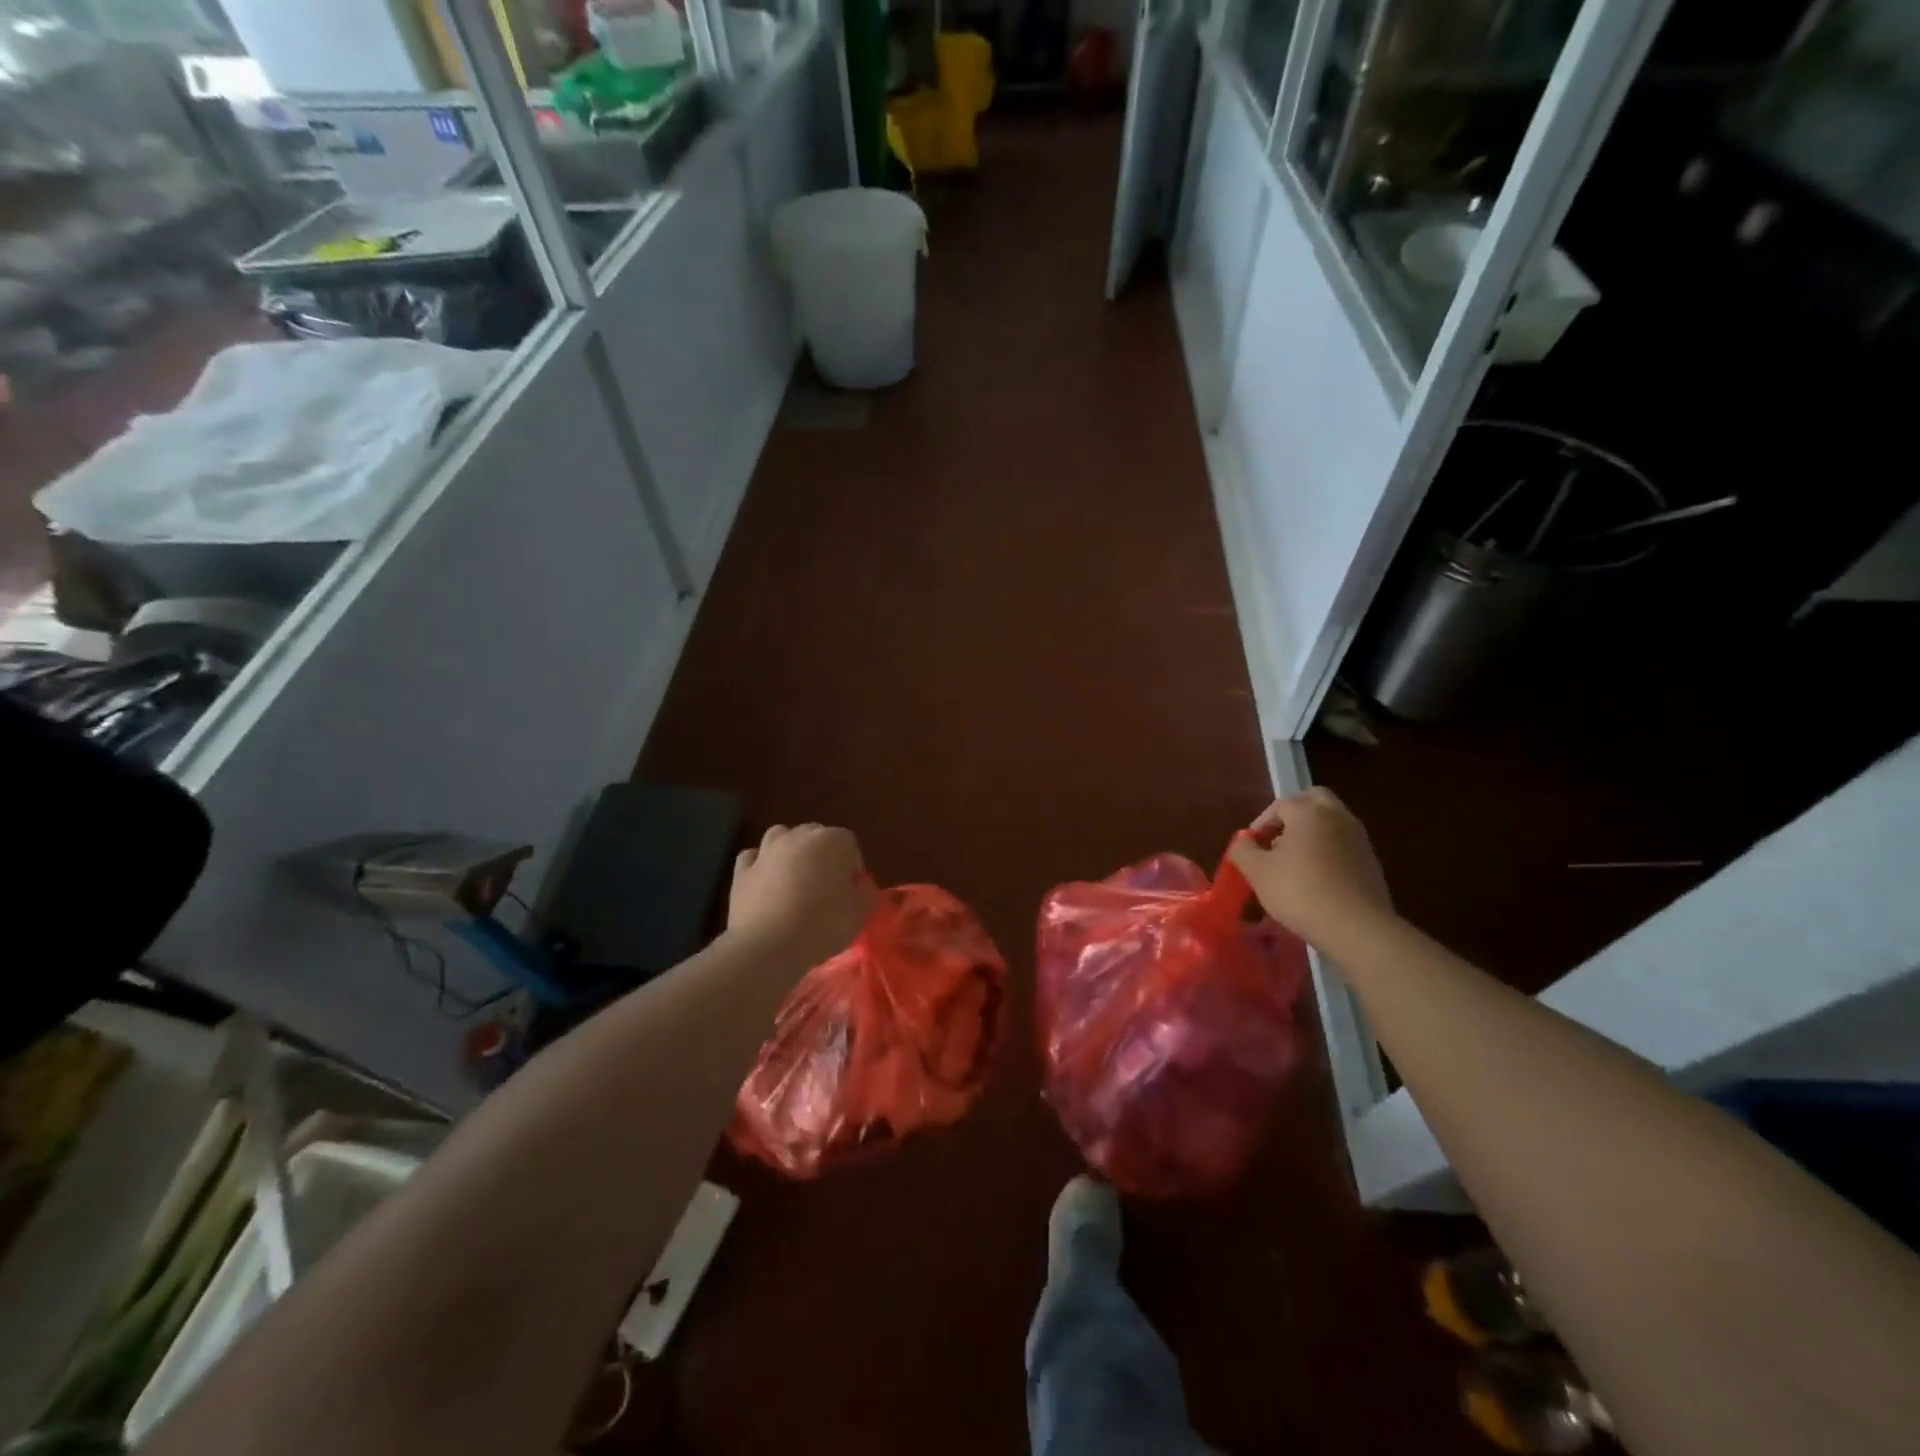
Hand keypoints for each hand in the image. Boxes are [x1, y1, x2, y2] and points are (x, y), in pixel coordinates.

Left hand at [727, 823, 873, 969]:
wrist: (768, 946)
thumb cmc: (822, 926)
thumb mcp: (859, 915)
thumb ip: (866, 894)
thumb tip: (860, 887)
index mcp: (831, 841)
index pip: (849, 843)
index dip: (851, 866)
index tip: (850, 890)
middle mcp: (798, 836)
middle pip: (816, 835)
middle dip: (822, 854)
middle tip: (825, 886)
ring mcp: (767, 850)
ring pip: (782, 836)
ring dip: (790, 851)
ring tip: (795, 878)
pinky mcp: (742, 870)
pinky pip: (753, 857)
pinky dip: (760, 864)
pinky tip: (765, 882)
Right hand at [1228, 788, 1393, 951]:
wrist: (1357, 928)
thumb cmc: (1300, 892)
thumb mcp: (1257, 872)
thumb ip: (1243, 850)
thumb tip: (1244, 842)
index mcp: (1309, 812)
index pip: (1279, 805)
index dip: (1261, 824)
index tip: (1252, 848)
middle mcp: (1337, 816)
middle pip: (1313, 800)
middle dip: (1293, 815)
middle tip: (1277, 839)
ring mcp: (1359, 839)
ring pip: (1331, 823)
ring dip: (1311, 834)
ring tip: (1294, 863)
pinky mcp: (1371, 862)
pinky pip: (1343, 845)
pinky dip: (1328, 852)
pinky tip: (1316, 879)